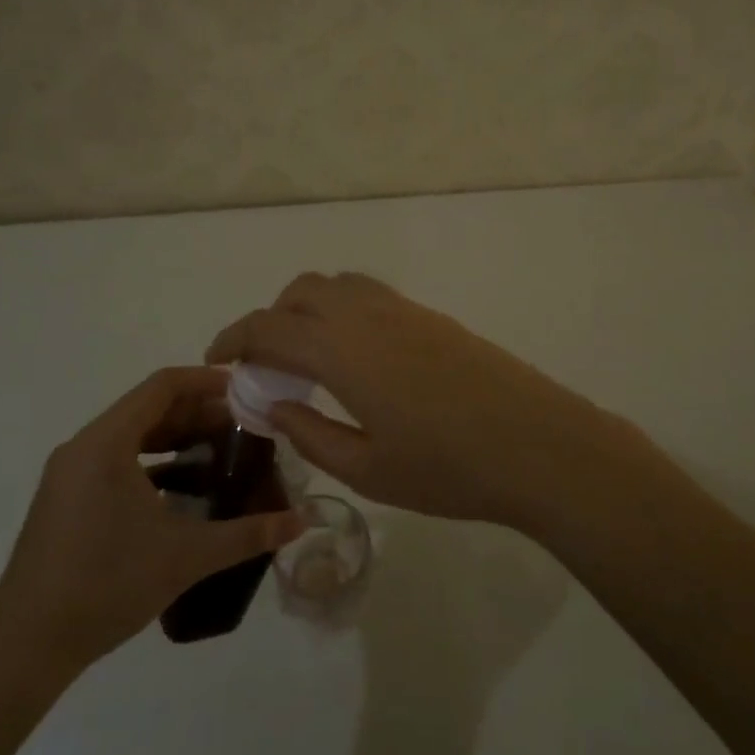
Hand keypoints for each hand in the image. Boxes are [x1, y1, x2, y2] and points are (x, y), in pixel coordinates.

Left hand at [0, 367, 304, 680]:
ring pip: (131, 434)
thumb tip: (302, 522)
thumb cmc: (106, 586)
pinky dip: (152, 461)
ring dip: (174, 437)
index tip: (244, 390)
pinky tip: (181, 489)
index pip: (162, 386)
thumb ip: (246, 534)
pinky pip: (115, 460)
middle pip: (147, 407)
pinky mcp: (65, 498)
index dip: (206, 381)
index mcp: (106, 443)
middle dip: (197, 412)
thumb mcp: (185, 557)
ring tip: (219, 452)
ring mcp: (69, 473)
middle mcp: (83, 446)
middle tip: (242, 425)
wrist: (25, 648)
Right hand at [206, 274, 635, 529]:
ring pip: (337, 284)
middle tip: (265, 364)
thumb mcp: (367, 468)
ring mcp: (402, 309)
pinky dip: (342, 308)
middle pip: (300, 291)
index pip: (268, 327)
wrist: (537, 444)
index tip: (216, 361)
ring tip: (308, 355)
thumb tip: (272, 406)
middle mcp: (366, 315)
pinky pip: (369, 293)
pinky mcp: (430, 316)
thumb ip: (311, 434)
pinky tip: (355, 354)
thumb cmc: (448, 469)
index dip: (233, 338)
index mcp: (341, 350)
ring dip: (308, 307)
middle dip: (270, 318)